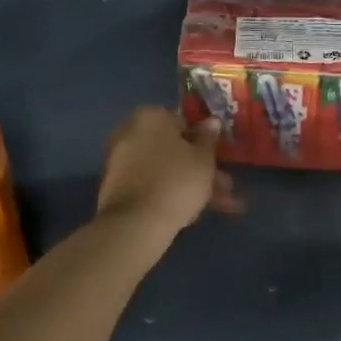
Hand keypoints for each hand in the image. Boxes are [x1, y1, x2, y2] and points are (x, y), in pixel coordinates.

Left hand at [96, 107, 232, 237]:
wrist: (135, 224)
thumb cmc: (176, 181)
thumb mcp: (203, 158)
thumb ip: (208, 138)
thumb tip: (211, 121)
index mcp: (151, 116)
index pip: (184, 123)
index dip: (205, 143)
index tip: (219, 161)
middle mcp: (131, 131)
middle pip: (174, 149)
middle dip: (200, 169)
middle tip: (224, 189)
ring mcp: (120, 160)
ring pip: (164, 169)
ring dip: (190, 185)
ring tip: (217, 207)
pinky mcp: (116, 187)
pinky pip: (150, 184)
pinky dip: (169, 194)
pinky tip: (191, 214)